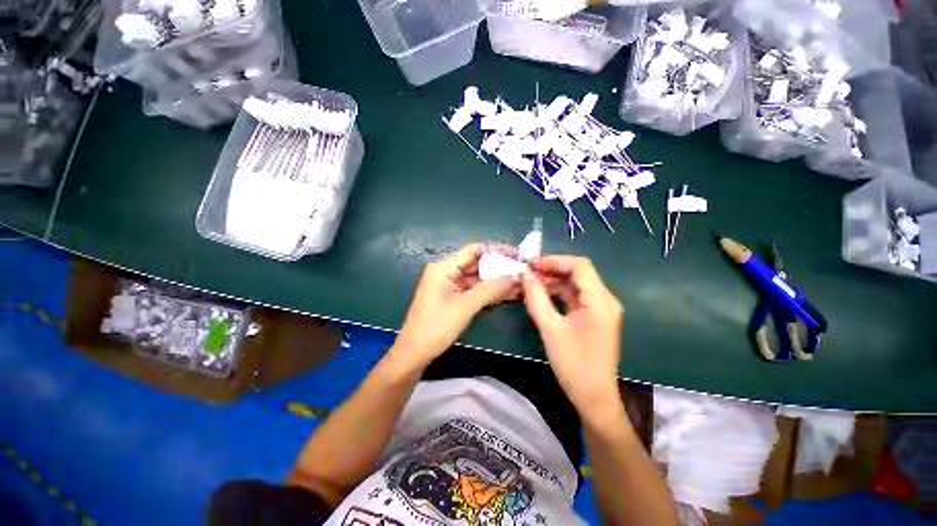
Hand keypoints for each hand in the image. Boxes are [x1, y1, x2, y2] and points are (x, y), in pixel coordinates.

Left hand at [391, 244, 519, 370]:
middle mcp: (447, 271)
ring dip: (497, 281)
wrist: (415, 353)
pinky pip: (474, 290)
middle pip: (477, 263)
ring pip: (478, 278)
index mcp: (444, 267)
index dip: (497, 251)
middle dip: (500, 268)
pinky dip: (489, 291)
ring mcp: (450, 285)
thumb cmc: (436, 327)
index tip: (518, 256)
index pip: (474, 250)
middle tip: (523, 271)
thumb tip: (516, 276)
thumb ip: (491, 289)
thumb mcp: (465, 306)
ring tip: (521, 282)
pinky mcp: (453, 297)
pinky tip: (508, 293)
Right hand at [522, 256, 623, 411]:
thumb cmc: (574, 364)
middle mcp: (604, 300)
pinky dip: (558, 293)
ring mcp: (600, 309)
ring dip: (553, 281)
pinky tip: (541, 295)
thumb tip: (525, 275)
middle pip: (578, 273)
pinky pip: (574, 297)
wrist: (593, 397)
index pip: (580, 266)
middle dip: (552, 270)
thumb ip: (537, 299)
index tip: (532, 264)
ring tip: (530, 283)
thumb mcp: (551, 329)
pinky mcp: (593, 317)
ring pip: (575, 284)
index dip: (555, 260)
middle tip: (527, 273)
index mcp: (600, 301)